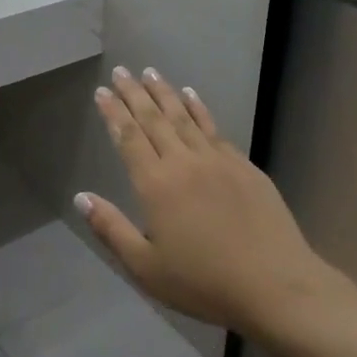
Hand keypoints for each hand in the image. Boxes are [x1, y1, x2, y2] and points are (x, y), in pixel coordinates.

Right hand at [76, 67, 327, 334]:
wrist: (275, 285)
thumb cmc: (203, 282)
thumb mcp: (146, 267)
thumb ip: (111, 229)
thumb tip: (81, 197)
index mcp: (156, 185)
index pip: (129, 138)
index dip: (113, 113)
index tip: (102, 91)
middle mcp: (184, 162)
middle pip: (154, 119)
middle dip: (134, 93)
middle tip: (121, 71)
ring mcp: (217, 160)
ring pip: (184, 116)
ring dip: (164, 92)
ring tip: (150, 72)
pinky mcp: (244, 166)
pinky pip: (213, 127)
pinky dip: (198, 108)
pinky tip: (191, 96)